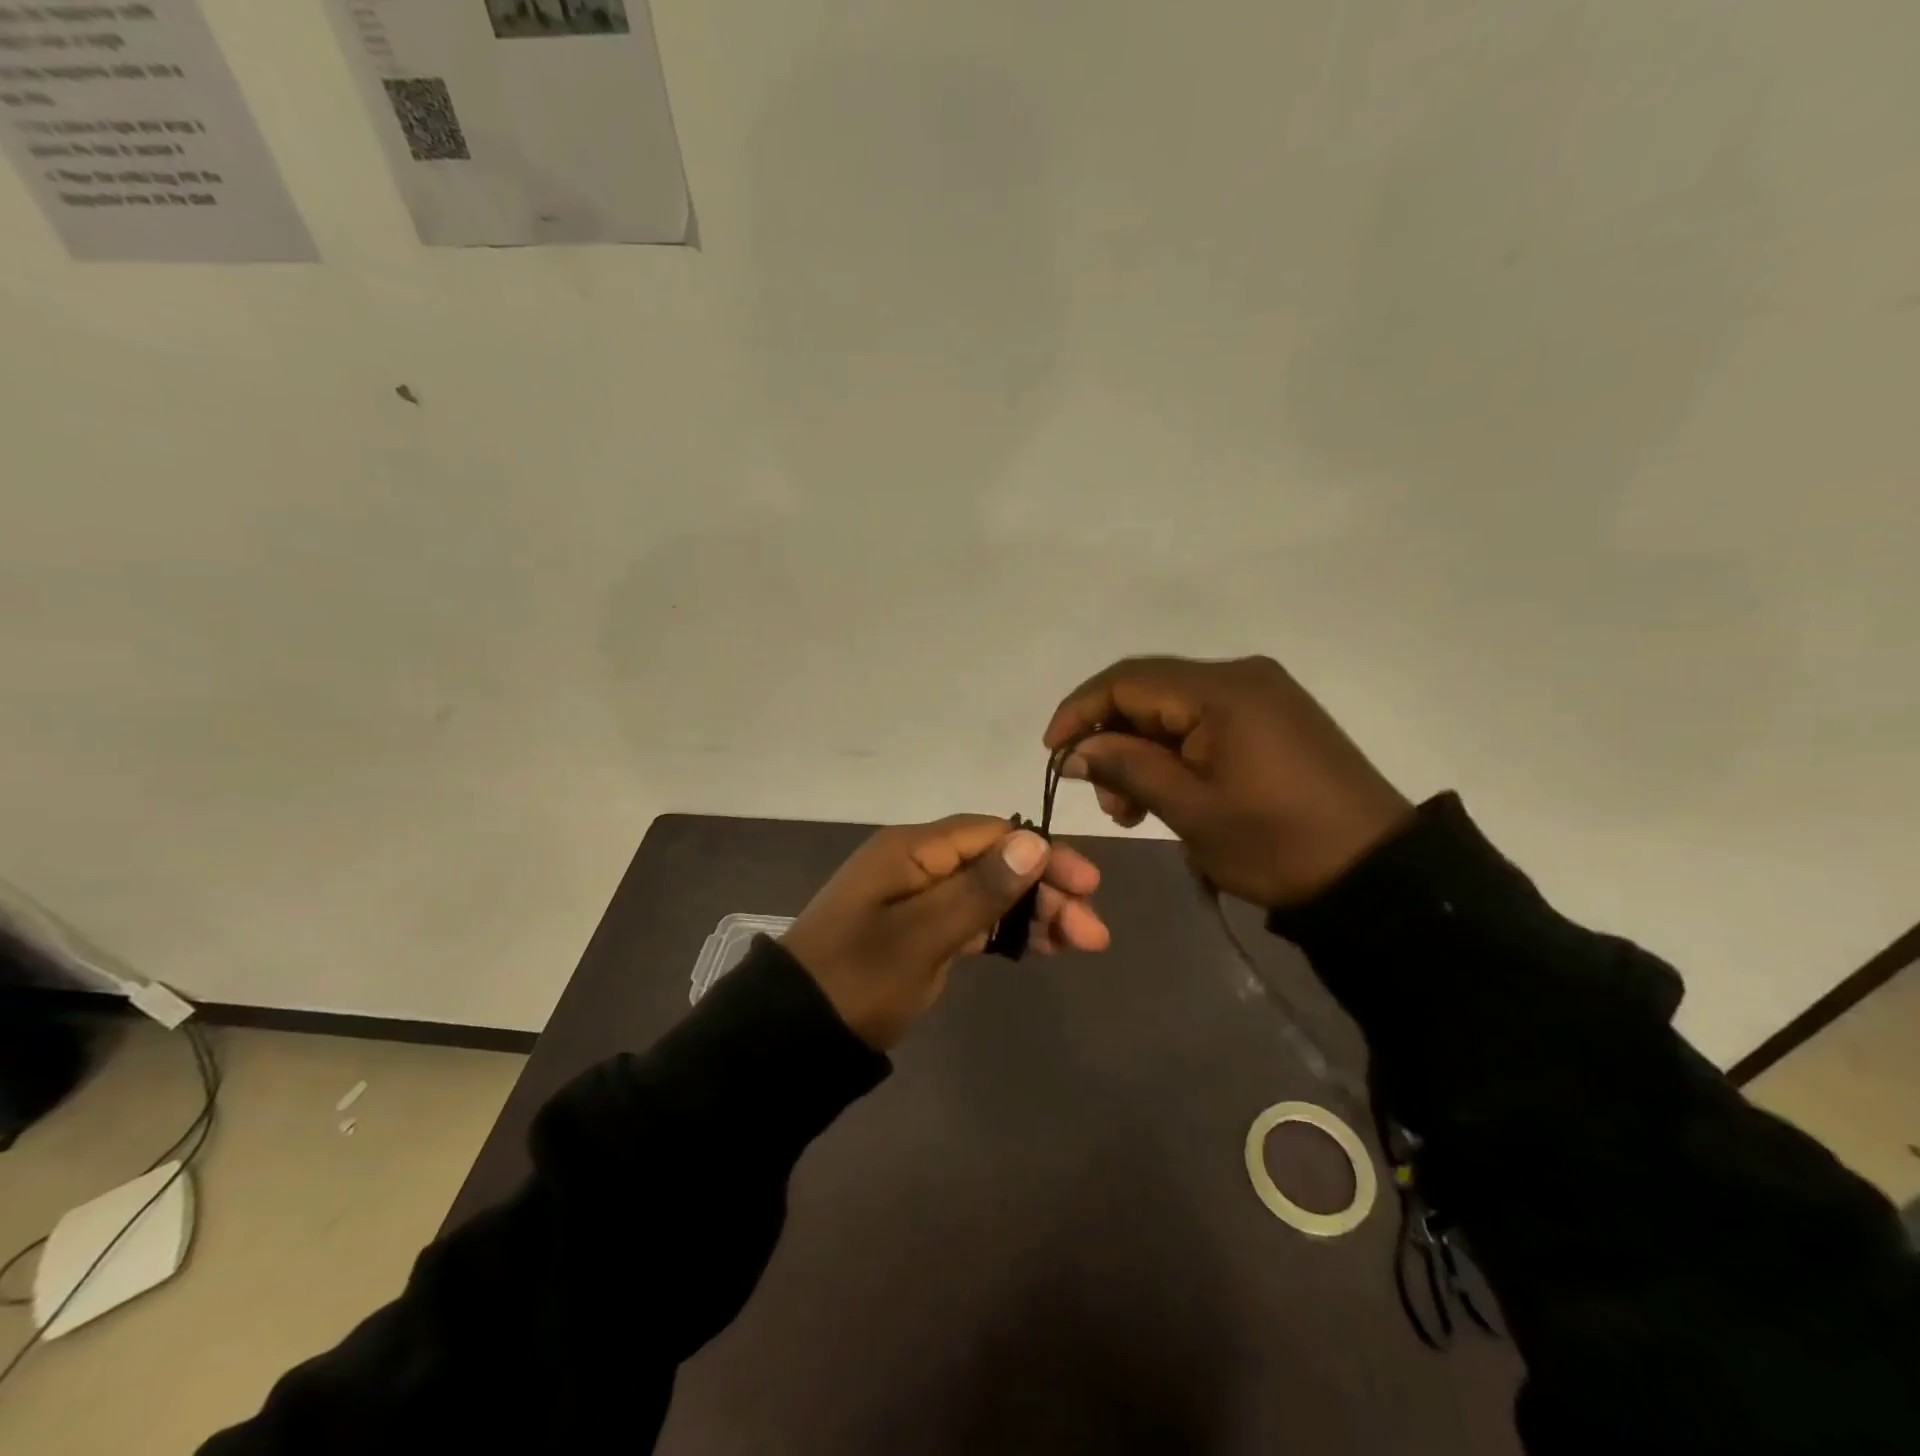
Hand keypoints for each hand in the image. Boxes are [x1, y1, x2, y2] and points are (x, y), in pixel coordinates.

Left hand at [782, 815, 1108, 1049]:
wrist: (795, 1036)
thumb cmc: (858, 979)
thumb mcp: (922, 936)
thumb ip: (979, 890)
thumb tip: (1034, 842)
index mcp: (912, 850)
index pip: (993, 833)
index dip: (1043, 854)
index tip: (1088, 885)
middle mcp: (918, 864)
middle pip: (996, 863)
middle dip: (1046, 891)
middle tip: (1092, 932)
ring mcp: (918, 898)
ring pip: (989, 892)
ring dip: (1034, 913)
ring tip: (1079, 944)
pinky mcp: (920, 931)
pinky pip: (973, 919)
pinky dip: (1007, 931)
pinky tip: (1041, 948)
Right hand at [1044, 655, 1412, 907]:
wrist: (1377, 872)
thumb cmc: (1276, 842)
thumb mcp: (1190, 809)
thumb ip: (1125, 768)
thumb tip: (1074, 751)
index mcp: (1220, 690)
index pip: (1126, 681)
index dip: (1079, 711)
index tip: (1052, 754)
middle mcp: (1240, 675)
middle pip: (1148, 691)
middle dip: (1110, 737)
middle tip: (1103, 797)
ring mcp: (1261, 694)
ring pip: (1173, 708)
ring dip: (1140, 749)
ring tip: (1132, 807)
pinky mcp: (1272, 717)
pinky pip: (1203, 721)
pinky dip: (1173, 751)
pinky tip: (1167, 792)